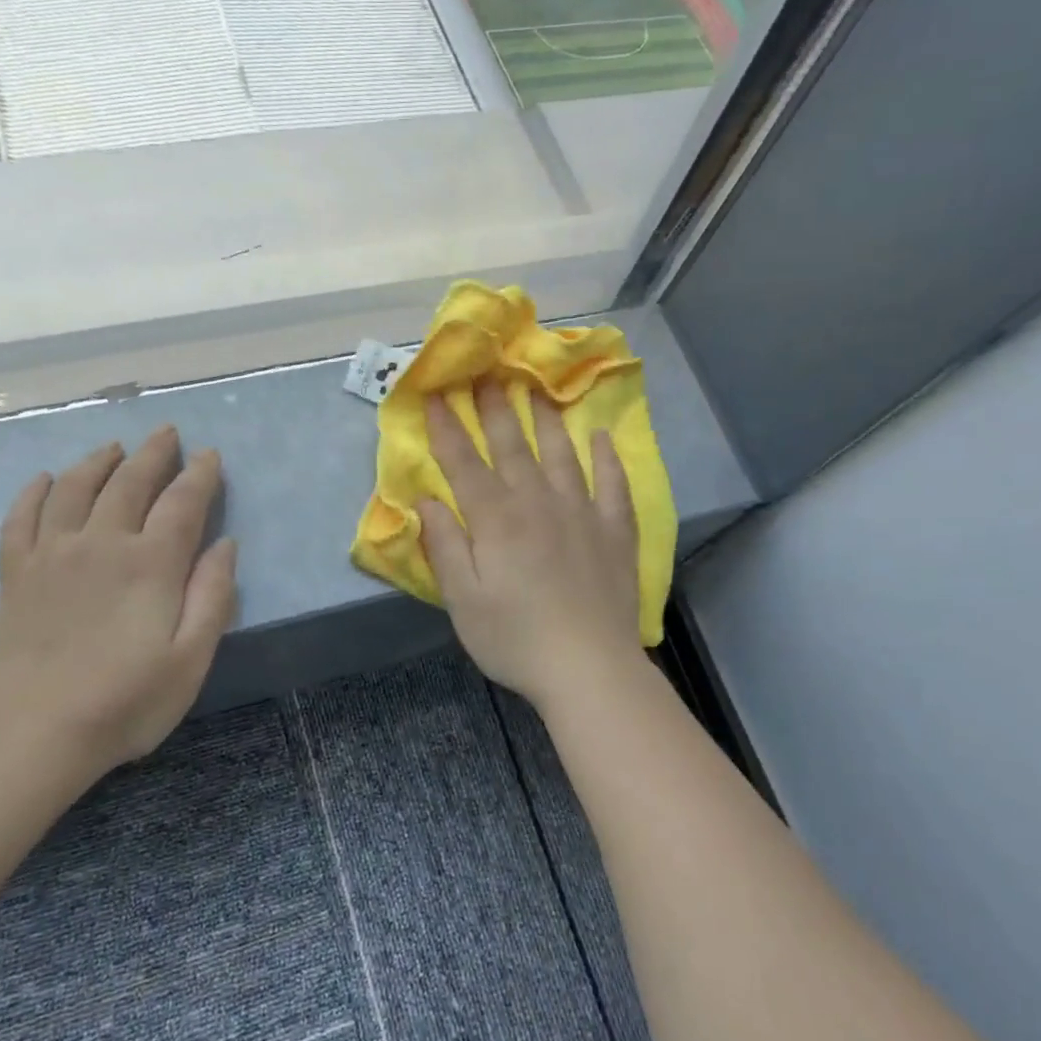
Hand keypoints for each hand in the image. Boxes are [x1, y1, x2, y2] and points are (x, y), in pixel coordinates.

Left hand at [0, 426, 238, 778]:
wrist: (29, 733)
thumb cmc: (124, 702)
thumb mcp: (190, 660)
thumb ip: (212, 597)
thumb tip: (225, 545)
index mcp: (151, 564)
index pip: (182, 503)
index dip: (200, 475)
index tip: (210, 455)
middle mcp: (102, 544)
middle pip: (130, 482)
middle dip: (154, 453)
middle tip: (167, 432)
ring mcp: (52, 555)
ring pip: (76, 488)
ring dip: (99, 460)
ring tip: (115, 447)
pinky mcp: (16, 573)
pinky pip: (22, 517)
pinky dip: (35, 492)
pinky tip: (45, 479)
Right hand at [420, 382, 643, 712]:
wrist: (588, 667)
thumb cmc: (515, 638)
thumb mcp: (462, 600)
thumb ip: (445, 545)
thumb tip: (427, 500)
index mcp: (496, 520)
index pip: (464, 464)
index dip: (448, 429)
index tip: (437, 395)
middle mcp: (538, 503)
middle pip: (513, 446)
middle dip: (495, 408)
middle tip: (487, 372)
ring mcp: (581, 513)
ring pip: (561, 454)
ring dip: (547, 420)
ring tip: (538, 390)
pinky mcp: (614, 532)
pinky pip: (613, 484)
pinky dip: (607, 458)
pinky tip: (602, 437)